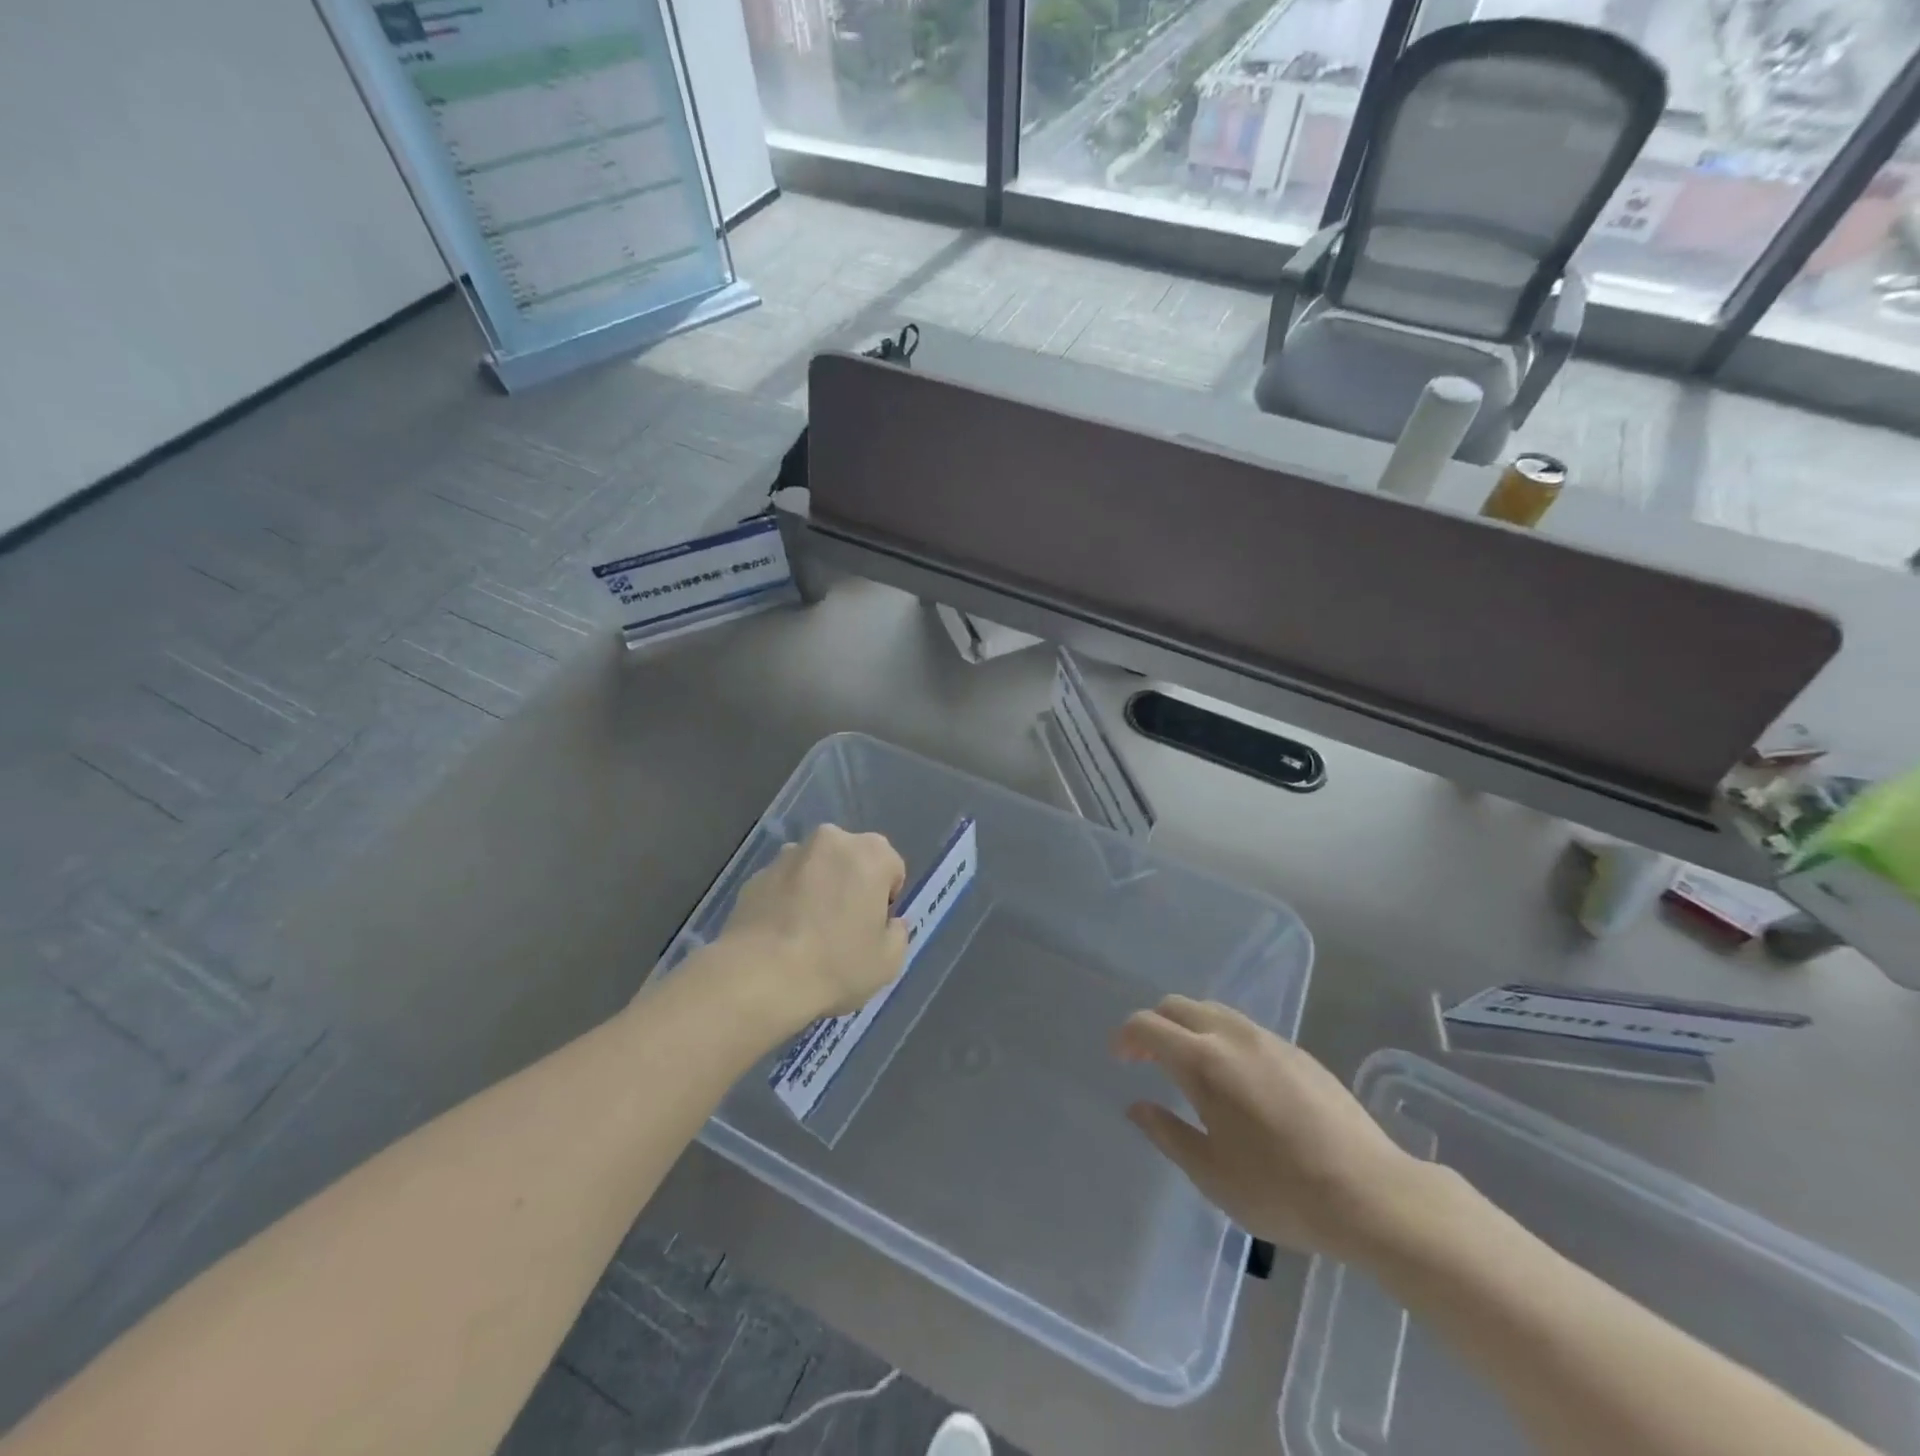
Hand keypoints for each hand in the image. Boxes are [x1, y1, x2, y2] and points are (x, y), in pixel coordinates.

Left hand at [710, 825, 908, 1031]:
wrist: (759, 977)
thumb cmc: (836, 964)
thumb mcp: (889, 961)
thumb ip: (898, 933)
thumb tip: (889, 923)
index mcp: (871, 853)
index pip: (892, 869)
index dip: (886, 901)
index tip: (873, 929)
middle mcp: (830, 840)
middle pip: (852, 861)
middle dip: (852, 886)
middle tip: (844, 929)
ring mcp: (788, 854)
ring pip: (816, 869)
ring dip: (818, 890)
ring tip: (808, 935)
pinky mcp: (756, 874)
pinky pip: (785, 885)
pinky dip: (788, 901)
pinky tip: (782, 937)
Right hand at [1114, 997, 1429, 1260]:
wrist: (1373, 1195)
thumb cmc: (1281, 1190)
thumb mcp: (1212, 1174)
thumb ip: (1167, 1133)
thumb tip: (1137, 1106)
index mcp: (1203, 1061)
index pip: (1148, 1025)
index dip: (1126, 1037)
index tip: (1120, 1060)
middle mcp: (1232, 1036)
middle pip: (1178, 1006)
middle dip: (1154, 1025)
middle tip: (1147, 1060)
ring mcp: (1268, 1039)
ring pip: (1213, 1010)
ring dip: (1188, 1027)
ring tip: (1188, 1066)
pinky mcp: (1297, 1051)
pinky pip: (1243, 1027)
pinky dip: (1220, 1037)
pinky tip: (1234, 1078)